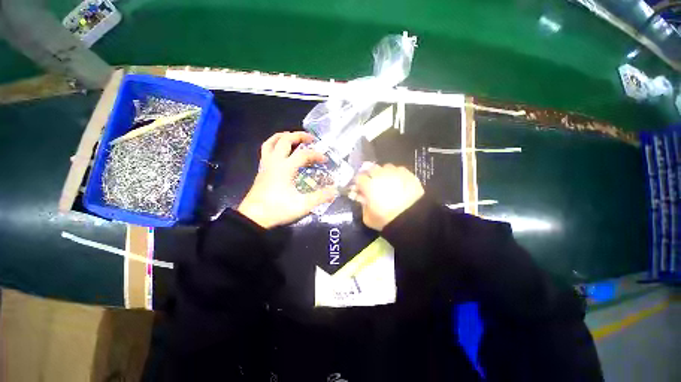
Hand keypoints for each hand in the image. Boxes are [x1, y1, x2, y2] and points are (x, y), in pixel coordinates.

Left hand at [237, 132, 336, 228]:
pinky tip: (281, 151)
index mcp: (285, 168)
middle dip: (299, 136)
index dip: (316, 155)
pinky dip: (274, 144)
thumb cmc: (278, 209)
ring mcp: (266, 164)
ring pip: (271, 142)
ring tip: (294, 137)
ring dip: (283, 136)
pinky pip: (266, 150)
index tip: (325, 160)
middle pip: (285, 140)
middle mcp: (275, 162)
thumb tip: (334, 191)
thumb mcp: (303, 205)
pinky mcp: (261, 170)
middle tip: (311, 139)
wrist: (253, 217)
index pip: (304, 154)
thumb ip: (320, 197)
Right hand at [354, 164, 423, 230]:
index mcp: (368, 185)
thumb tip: (363, 199)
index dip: (359, 183)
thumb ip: (363, 206)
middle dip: (370, 174)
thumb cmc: (386, 219)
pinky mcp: (407, 174)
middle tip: (373, 183)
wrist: (411, 218)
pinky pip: (399, 170)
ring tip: (387, 181)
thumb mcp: (368, 218)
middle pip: (371, 168)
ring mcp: (394, 172)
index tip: (360, 189)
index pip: (359, 178)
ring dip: (384, 173)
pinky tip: (399, 182)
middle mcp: (379, 175)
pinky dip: (397, 174)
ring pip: (386, 167)